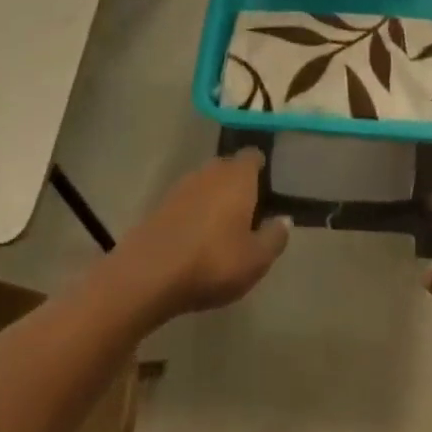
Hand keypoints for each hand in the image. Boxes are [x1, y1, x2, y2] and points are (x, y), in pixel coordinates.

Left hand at [114, 151, 289, 321]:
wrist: (147, 275)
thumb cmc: (212, 262)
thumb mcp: (256, 259)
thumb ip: (275, 237)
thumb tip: (284, 220)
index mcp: (238, 176)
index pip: (253, 156)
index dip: (262, 169)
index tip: (269, 190)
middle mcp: (210, 171)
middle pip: (229, 168)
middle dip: (238, 185)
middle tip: (249, 213)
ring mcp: (181, 186)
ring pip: (206, 184)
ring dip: (215, 199)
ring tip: (223, 228)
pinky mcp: (160, 205)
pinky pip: (187, 201)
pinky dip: (194, 213)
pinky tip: (197, 239)